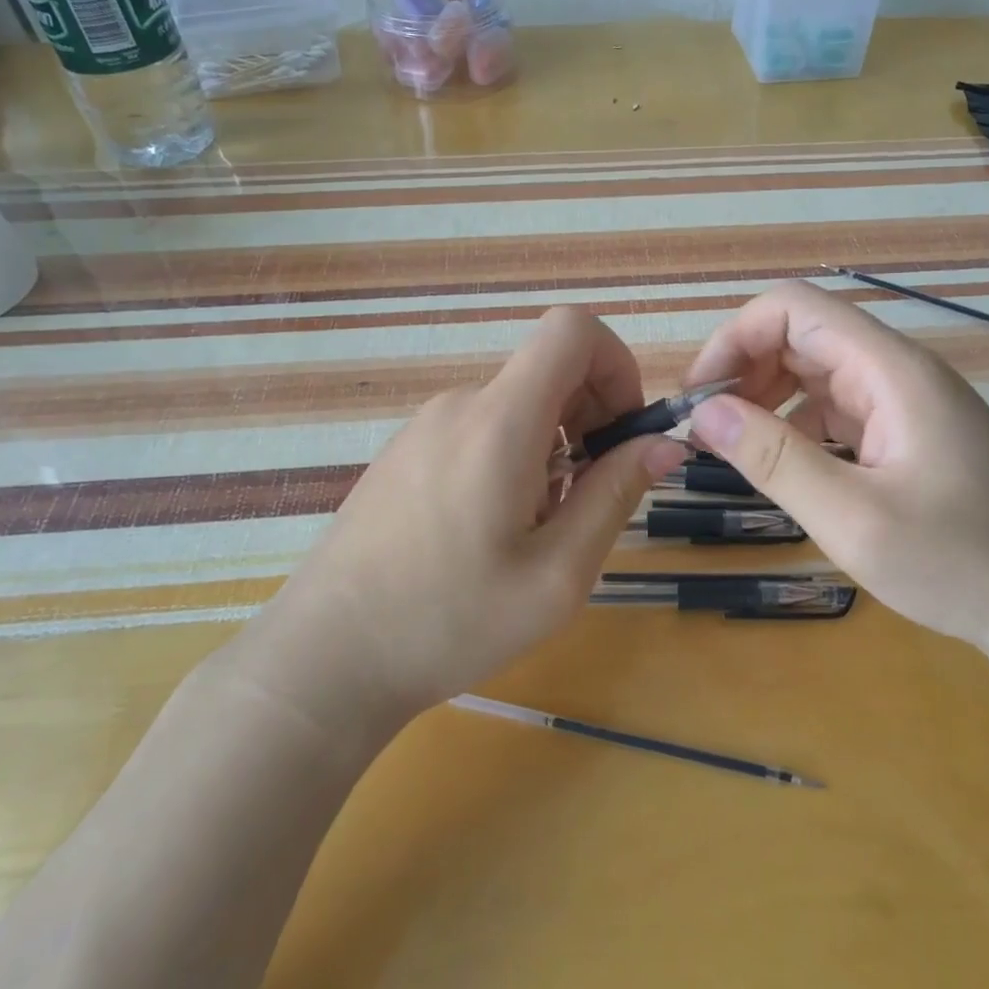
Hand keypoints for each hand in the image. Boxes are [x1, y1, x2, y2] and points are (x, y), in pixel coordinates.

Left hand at [231, 307, 685, 722]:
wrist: (324, 659)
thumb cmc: (448, 623)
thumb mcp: (556, 575)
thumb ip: (615, 495)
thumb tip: (663, 442)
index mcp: (499, 422)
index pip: (571, 330)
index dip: (616, 365)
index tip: (622, 433)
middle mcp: (460, 405)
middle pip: (548, 369)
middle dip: (590, 417)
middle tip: (588, 498)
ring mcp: (424, 426)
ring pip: (516, 406)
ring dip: (552, 448)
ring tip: (536, 528)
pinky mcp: (404, 452)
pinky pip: (479, 430)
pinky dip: (511, 459)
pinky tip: (490, 531)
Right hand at [683, 281, 988, 651]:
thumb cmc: (960, 562)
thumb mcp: (853, 517)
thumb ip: (774, 459)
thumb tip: (704, 413)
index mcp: (890, 370)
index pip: (793, 309)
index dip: (734, 339)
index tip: (699, 396)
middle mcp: (897, 372)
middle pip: (802, 335)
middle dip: (744, 369)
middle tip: (707, 428)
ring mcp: (905, 403)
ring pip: (817, 372)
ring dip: (767, 397)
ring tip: (733, 447)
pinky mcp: (907, 434)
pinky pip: (837, 408)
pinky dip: (797, 425)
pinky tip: (783, 465)